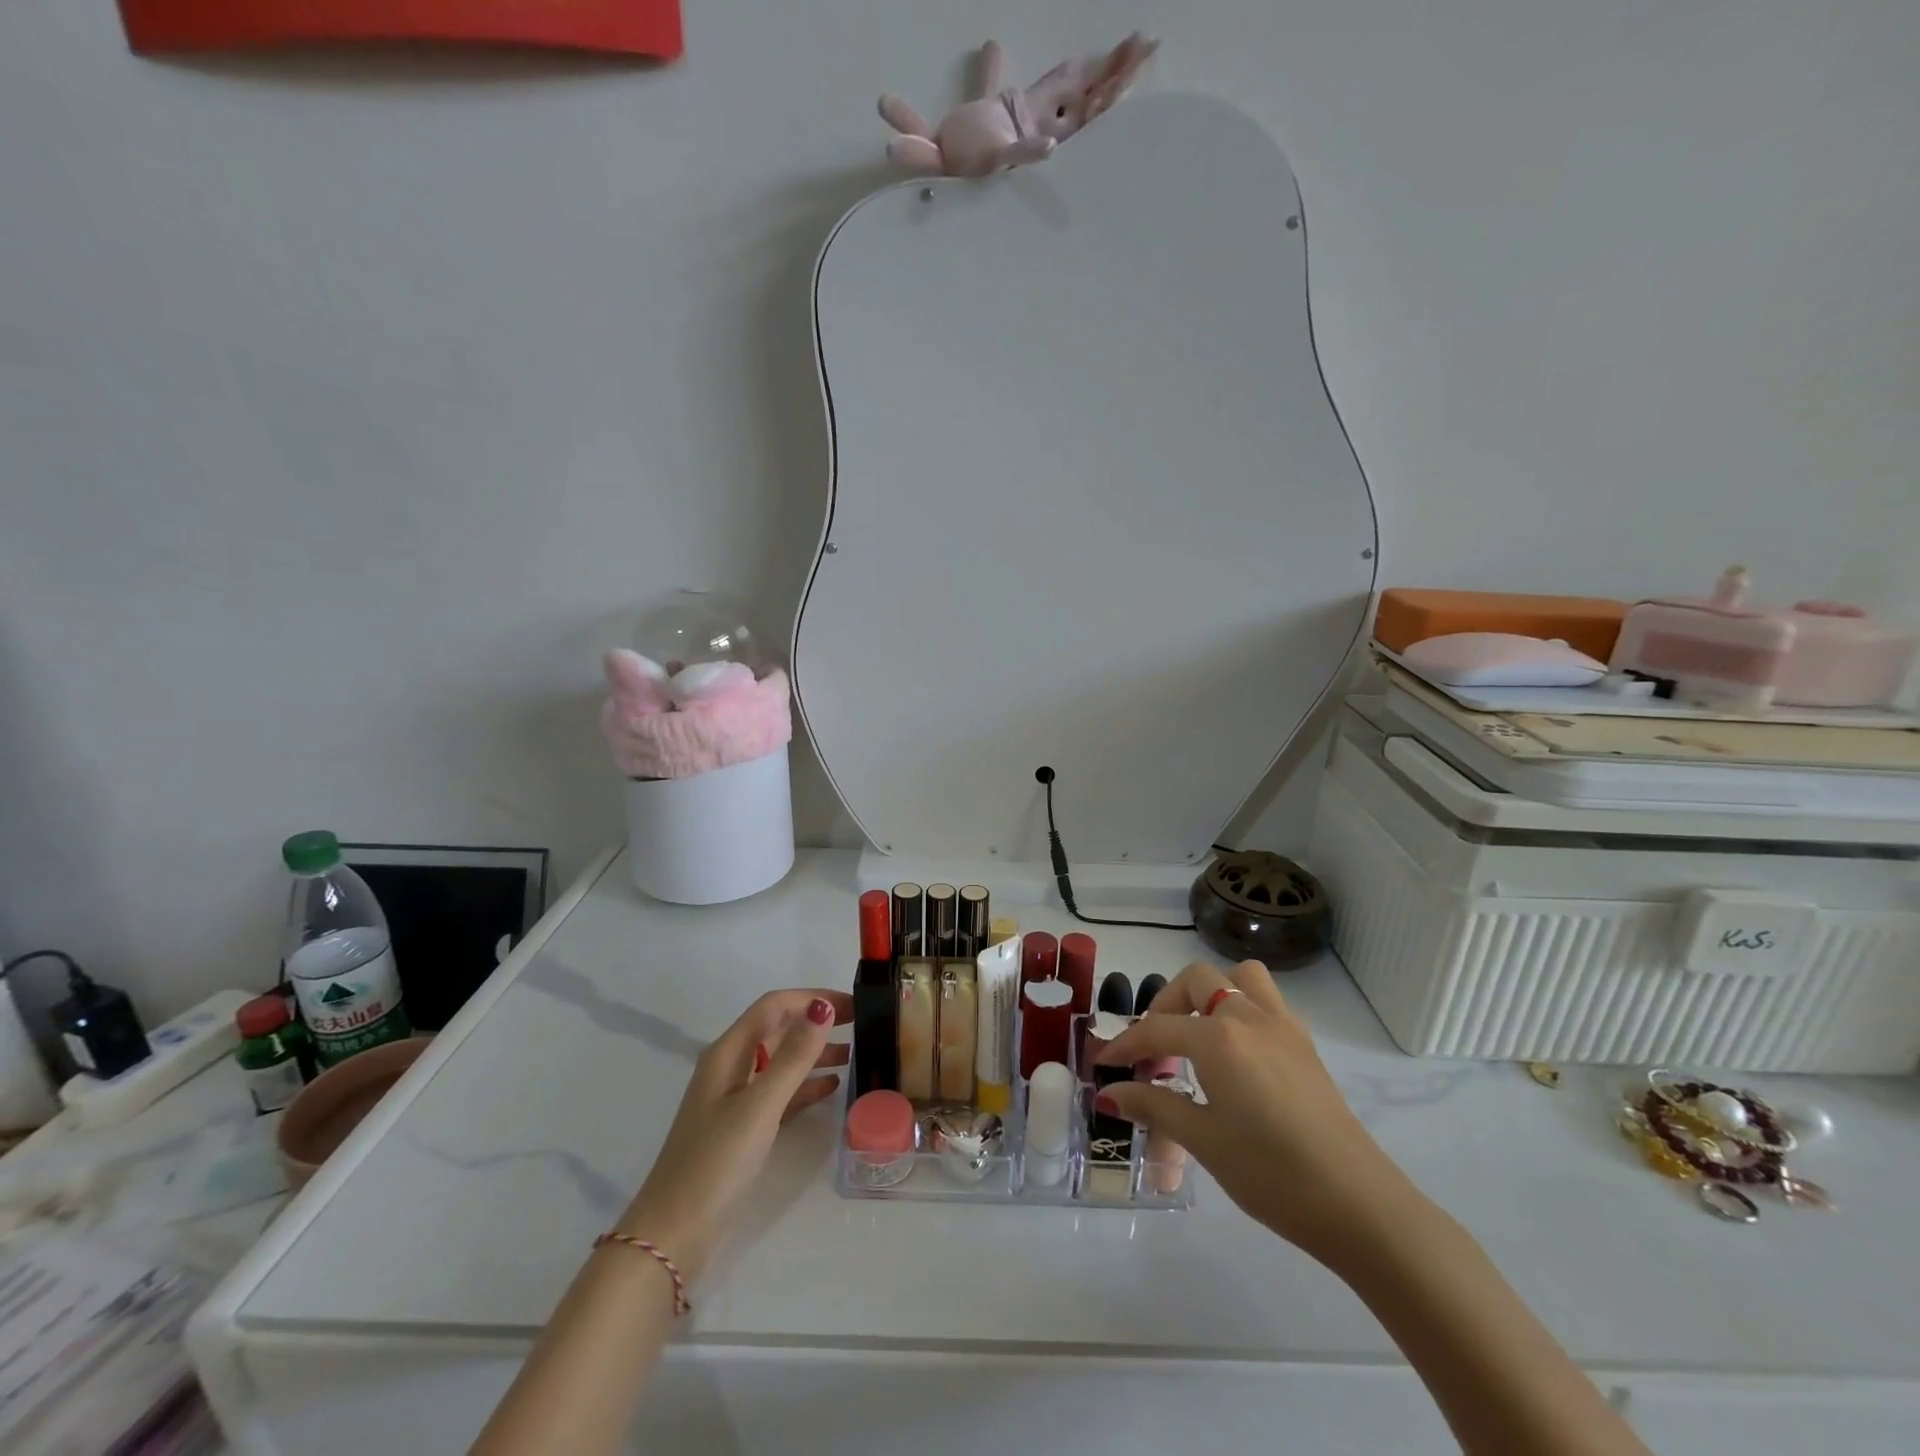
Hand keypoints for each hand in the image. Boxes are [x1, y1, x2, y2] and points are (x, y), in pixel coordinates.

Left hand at [618, 989, 850, 1282]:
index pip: (774, 1006)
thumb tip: (822, 1007)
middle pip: (778, 1029)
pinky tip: (832, 1087)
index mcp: (728, 1052)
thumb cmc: (715, 1162)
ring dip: (815, 1052)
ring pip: (781, 1060)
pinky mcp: (742, 1127)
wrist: (673, 1235)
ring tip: (855, 1054)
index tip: (853, 1004)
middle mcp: (730, 1067)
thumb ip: (793, 1057)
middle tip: (862, 1024)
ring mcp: (735, 1098)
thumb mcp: (759, 1106)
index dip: (812, 998)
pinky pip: (780, 1092)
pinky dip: (805, 1085)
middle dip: (817, 1021)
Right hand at [1094, 961, 1411, 1265]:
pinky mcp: (1305, 1045)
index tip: (1104, 1064)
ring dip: (1212, 993)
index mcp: (1218, 1037)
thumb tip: (1110, 1094)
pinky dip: (1241, 1009)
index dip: (1126, 1045)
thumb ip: (1154, 1106)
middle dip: (1167, 1005)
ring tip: (1198, 1034)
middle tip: (1155, 1047)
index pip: (1158, 1028)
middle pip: (1197, 981)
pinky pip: (1266, 1002)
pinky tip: (1236, 1055)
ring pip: (1240, 978)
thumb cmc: (1271, 1173)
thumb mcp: (1203, 1141)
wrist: (1357, 1203)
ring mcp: (1283, 1026)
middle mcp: (1249, 1017)